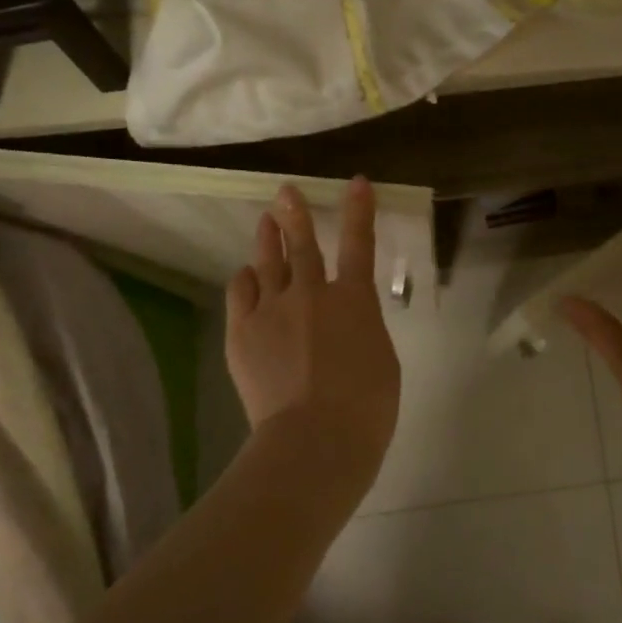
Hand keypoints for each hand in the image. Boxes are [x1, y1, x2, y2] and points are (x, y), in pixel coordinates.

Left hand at [226, 178, 400, 476]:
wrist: (315, 440)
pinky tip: (246, 277)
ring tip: (266, 221)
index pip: (359, 244)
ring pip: (267, 263)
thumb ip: (361, 328)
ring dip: (268, 239)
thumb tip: (346, 321)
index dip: (359, 210)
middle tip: (286, 190)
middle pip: (302, 244)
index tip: (357, 182)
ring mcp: (273, 310)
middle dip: (296, 213)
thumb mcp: (381, 359)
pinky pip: (240, 293)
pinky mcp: (242, 333)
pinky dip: (245, 280)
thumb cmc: (366, 407)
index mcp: (354, 300)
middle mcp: (311, 294)